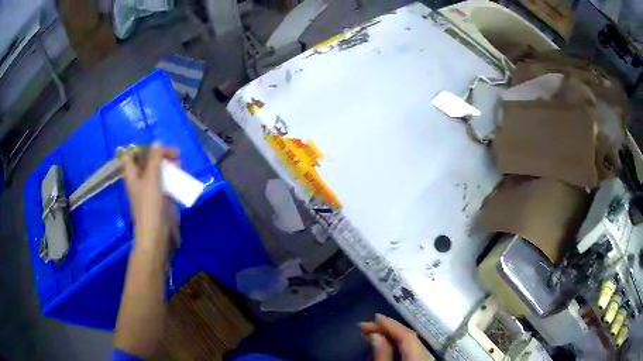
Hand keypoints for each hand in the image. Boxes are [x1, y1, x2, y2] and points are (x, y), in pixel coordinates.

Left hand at [122, 145, 178, 256]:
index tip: (155, 147)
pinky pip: (165, 185)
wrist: (157, 235)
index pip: (129, 155)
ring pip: (158, 173)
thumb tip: (157, 143)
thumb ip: (154, 158)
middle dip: (160, 157)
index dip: (140, 148)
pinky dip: (172, 180)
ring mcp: (150, 191)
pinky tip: (180, 181)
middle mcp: (139, 181)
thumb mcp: (151, 177)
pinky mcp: (160, 201)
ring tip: (179, 169)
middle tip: (174, 158)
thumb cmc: (150, 205)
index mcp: (132, 175)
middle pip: (147, 162)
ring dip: (168, 168)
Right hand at [360, 314, 434, 360]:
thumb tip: (374, 334)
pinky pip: (414, 350)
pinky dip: (400, 345)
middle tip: (367, 326)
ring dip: (393, 337)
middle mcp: (429, 355)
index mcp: (420, 356)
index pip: (407, 335)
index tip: (374, 316)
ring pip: (413, 343)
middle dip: (389, 329)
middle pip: (411, 337)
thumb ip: (382, 354)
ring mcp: (429, 358)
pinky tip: (389, 345)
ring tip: (374, 333)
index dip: (391, 324)